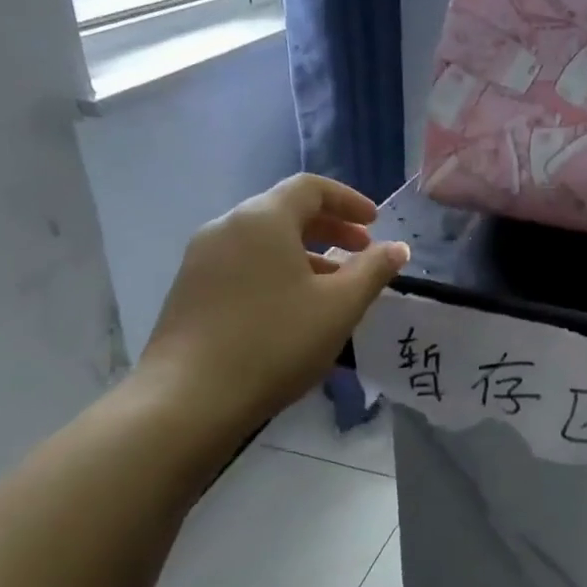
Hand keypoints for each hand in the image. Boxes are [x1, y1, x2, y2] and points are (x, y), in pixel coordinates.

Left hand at [138, 174, 408, 431]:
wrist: (190, 398)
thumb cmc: (276, 341)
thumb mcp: (340, 306)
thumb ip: (373, 270)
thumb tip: (397, 248)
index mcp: (263, 219)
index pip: (310, 188)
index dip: (349, 200)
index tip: (375, 224)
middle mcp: (227, 227)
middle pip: (285, 211)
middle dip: (330, 228)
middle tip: (362, 253)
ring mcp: (202, 259)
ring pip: (264, 240)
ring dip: (306, 252)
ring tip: (334, 285)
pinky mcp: (190, 289)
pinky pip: (244, 263)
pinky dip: (278, 270)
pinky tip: (294, 307)